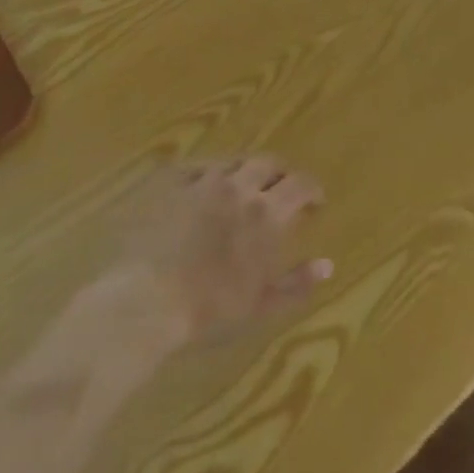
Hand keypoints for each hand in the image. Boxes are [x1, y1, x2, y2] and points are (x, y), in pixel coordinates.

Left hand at [116, 157, 332, 345]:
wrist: (145, 301)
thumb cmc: (208, 310)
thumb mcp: (261, 305)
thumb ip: (297, 283)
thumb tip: (328, 265)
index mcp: (266, 214)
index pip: (300, 185)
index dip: (311, 189)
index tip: (316, 201)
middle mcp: (239, 187)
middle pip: (268, 163)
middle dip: (280, 174)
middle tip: (281, 190)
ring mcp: (203, 181)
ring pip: (233, 162)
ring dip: (245, 171)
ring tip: (243, 187)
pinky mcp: (171, 183)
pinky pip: (197, 167)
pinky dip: (208, 174)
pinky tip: (204, 187)